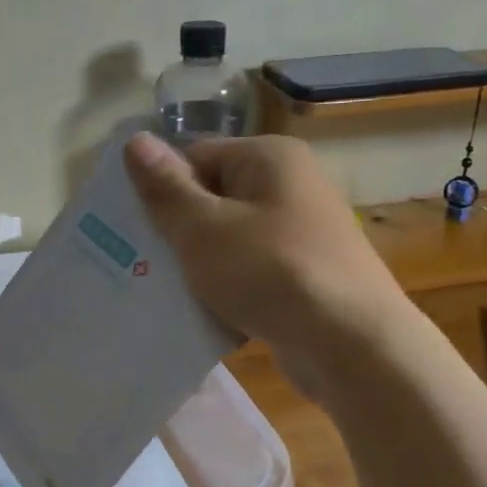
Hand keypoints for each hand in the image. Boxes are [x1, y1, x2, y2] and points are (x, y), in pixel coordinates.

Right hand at [124, 131, 411, 396]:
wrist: (352, 346)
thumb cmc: (271, 273)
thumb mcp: (204, 229)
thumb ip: (166, 188)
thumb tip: (135, 140)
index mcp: (269, 159)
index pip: (196, 157)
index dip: (162, 191)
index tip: (134, 230)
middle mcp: (291, 187)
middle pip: (214, 199)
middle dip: (178, 233)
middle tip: (141, 266)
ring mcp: (302, 234)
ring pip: (230, 242)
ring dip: (200, 267)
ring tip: (167, 295)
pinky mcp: (306, 277)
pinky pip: (252, 274)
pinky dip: (229, 291)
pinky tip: (205, 317)